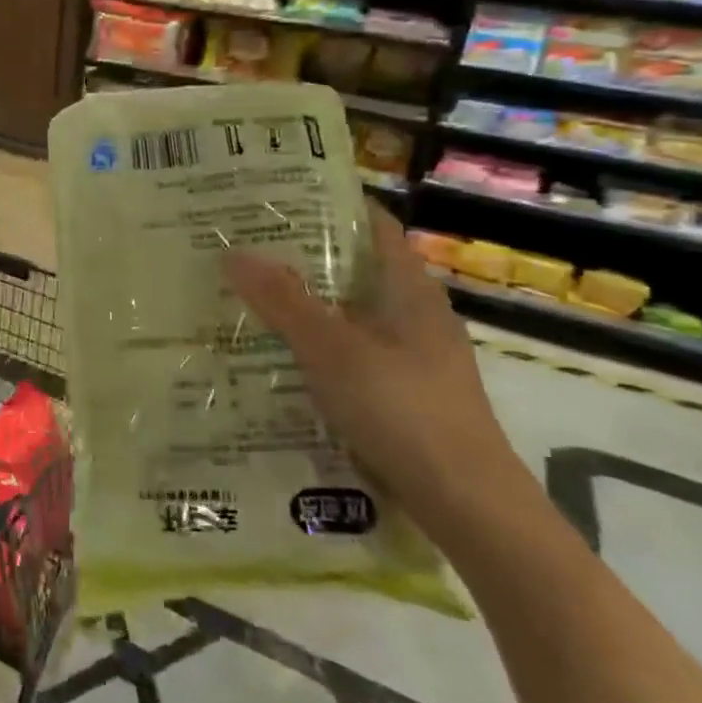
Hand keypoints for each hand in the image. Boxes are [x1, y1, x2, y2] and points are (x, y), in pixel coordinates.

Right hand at [223, 206, 529, 538]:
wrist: (467, 504)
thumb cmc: (403, 410)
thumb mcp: (333, 350)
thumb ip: (284, 302)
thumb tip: (233, 253)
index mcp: (410, 291)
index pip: (375, 227)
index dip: (333, 205)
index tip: (279, 197)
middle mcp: (415, 317)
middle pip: (357, 270)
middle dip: (305, 257)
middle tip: (246, 248)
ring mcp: (412, 359)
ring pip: (351, 316)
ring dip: (307, 306)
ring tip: (249, 298)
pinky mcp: (404, 396)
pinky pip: (352, 355)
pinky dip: (318, 348)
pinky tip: (280, 360)